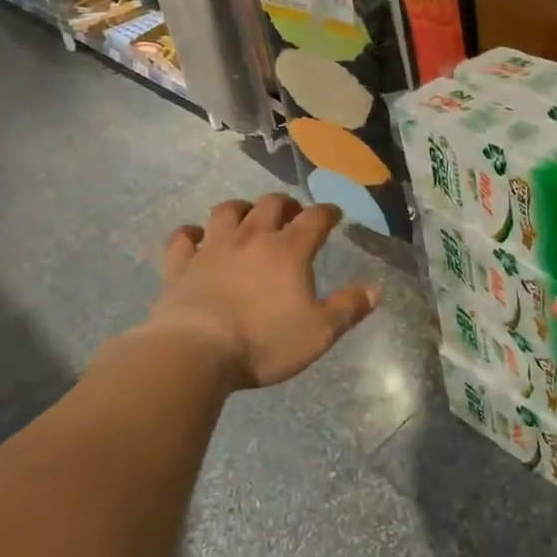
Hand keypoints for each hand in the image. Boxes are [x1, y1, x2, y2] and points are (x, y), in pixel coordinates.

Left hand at [149, 193, 380, 389]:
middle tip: (292, 214)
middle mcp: (251, 238)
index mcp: (288, 250)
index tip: (334, 214)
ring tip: (248, 216)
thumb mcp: (319, 332)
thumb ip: (348, 308)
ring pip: (227, 212)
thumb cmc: (263, 342)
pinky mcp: (180, 266)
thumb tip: (376, 289)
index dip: (327, 212)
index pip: (314, 219)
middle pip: (270, 204)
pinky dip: (190, 234)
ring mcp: (212, 249)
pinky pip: (182, 239)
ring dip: (241, 209)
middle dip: (285, 204)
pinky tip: (196, 237)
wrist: (195, 352)